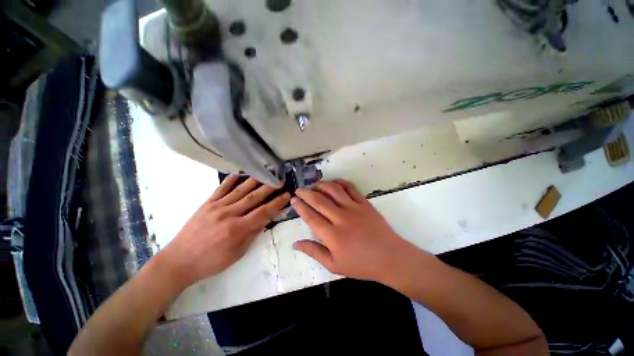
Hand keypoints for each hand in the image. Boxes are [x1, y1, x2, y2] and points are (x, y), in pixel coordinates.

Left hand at [161, 175, 289, 288]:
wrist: (179, 261)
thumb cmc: (211, 262)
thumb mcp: (237, 253)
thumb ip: (252, 234)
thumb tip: (266, 219)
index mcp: (237, 229)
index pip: (264, 212)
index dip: (277, 203)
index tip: (287, 195)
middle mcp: (229, 214)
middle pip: (254, 197)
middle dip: (270, 188)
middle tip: (280, 181)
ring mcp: (217, 206)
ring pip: (240, 190)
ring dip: (256, 181)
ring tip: (266, 174)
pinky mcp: (207, 203)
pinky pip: (221, 188)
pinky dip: (232, 180)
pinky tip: (240, 174)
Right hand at [291, 180, 423, 282]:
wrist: (390, 257)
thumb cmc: (361, 264)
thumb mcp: (334, 265)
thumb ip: (314, 252)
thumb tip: (295, 243)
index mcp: (332, 236)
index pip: (310, 216)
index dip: (300, 206)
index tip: (293, 199)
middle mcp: (341, 218)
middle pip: (319, 200)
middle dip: (306, 193)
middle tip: (299, 189)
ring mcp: (354, 208)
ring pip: (333, 190)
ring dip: (321, 185)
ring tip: (315, 185)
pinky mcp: (365, 203)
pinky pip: (350, 188)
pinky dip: (340, 182)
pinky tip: (334, 183)